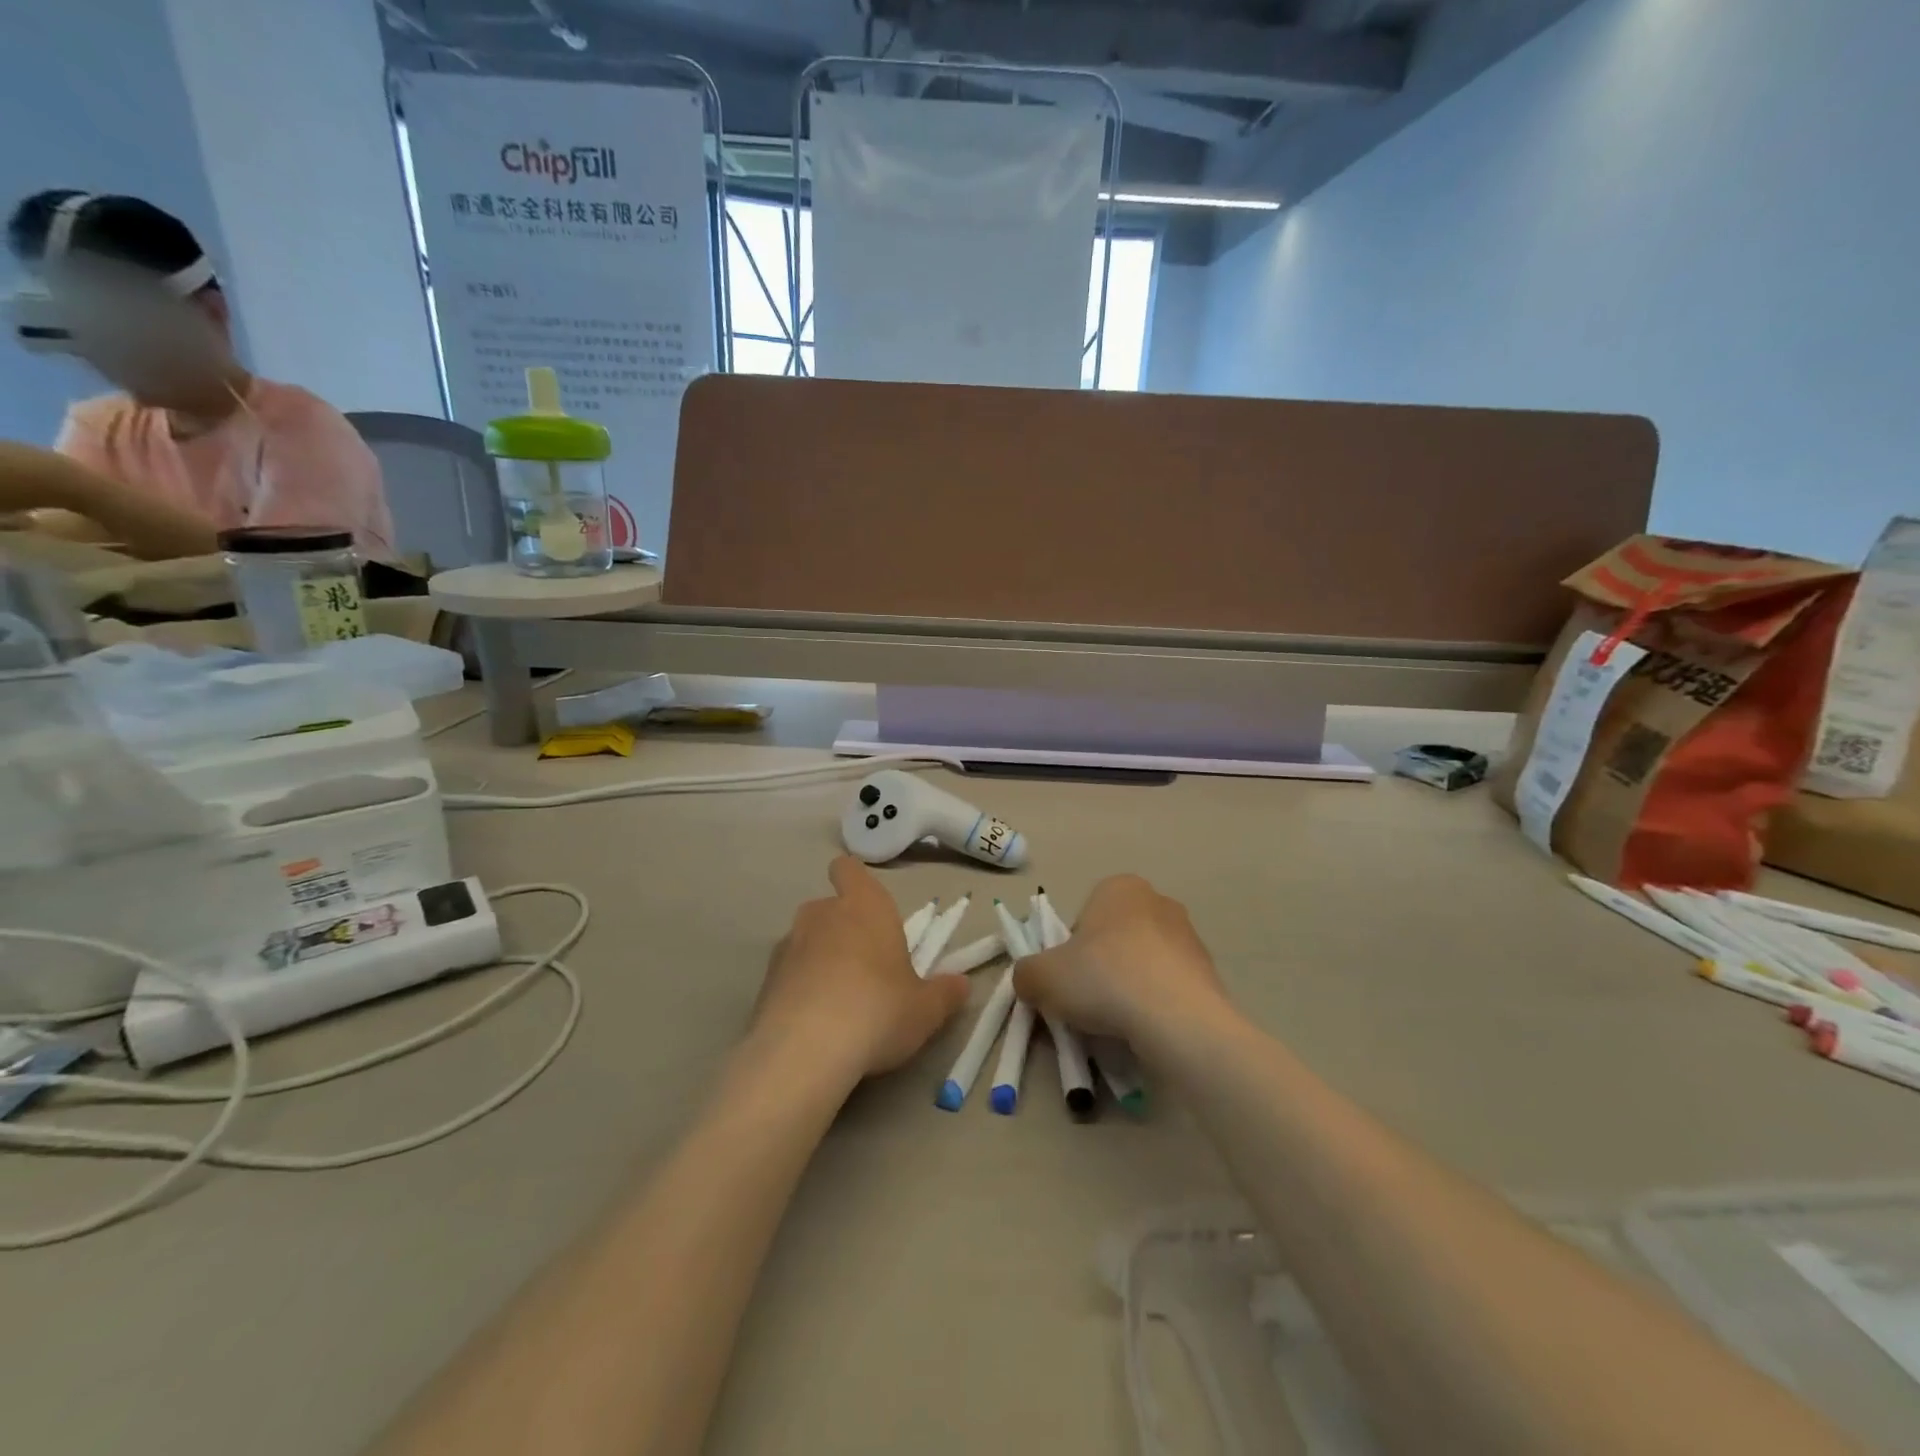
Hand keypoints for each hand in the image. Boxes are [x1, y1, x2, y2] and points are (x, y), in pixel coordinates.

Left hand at [753, 856, 970, 1080]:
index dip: (854, 881)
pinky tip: (812, 1025)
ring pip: (806, 941)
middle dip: (843, 931)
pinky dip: (798, 990)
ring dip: (819, 961)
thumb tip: (961, 985)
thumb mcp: (925, 1009)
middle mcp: (821, 914)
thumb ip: (945, 993)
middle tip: (866, 970)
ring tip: (838, 1003)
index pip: (849, 869)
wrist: (805, 1051)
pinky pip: (787, 974)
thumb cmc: (878, 1010)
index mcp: (864, 906)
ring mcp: (788, 945)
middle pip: (829, 909)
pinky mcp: (764, 980)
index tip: (866, 907)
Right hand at [1014, 875, 1230, 1044]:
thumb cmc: (1104, 979)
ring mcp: (1189, 936)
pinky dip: (1155, 1005)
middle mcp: (1157, 901)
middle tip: (1089, 1003)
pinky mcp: (1210, 972)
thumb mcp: (1041, 977)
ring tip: (1119, 1023)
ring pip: (1142, 964)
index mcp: (1118, 887)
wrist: (1179, 1019)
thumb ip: (1026, 974)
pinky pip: (1168, 988)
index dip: (1068, 952)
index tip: (1068, 981)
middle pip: (1113, 940)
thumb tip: (1031, 981)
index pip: (1082, 919)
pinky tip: (1148, 1029)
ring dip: (1128, 988)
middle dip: (1100, 969)